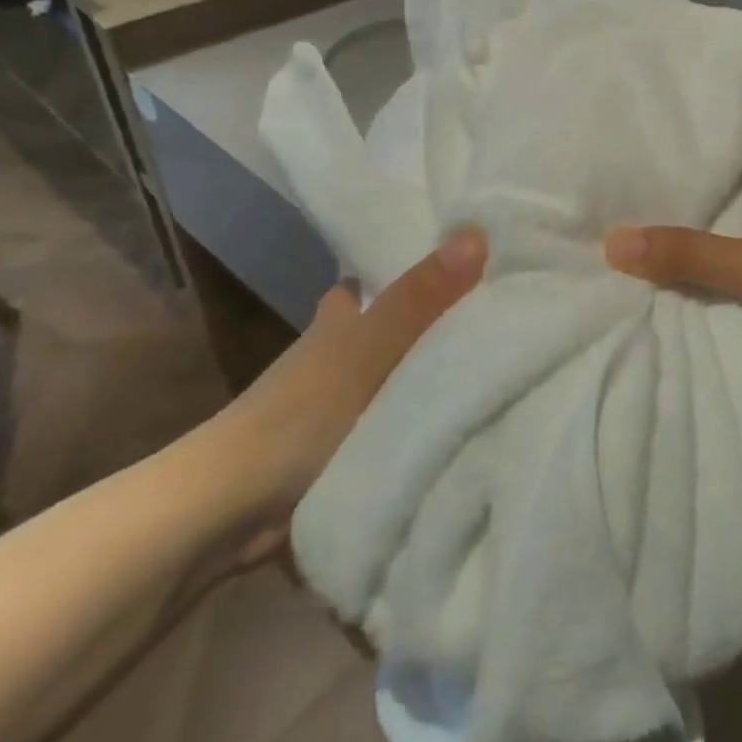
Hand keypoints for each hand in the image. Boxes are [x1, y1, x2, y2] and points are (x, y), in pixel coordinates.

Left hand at [180, 229, 487, 565]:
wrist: (236, 509)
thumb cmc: (303, 414)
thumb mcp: (370, 348)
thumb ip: (421, 298)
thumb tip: (478, 232)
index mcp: (343, 315)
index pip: (387, 273)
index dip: (426, 264)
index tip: (478, 257)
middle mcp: (343, 349)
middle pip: (403, 322)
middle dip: (445, 317)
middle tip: (503, 313)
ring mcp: (348, 399)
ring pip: (408, 369)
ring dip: (443, 366)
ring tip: (505, 358)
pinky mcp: (355, 443)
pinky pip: (409, 414)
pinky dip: (434, 411)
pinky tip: (476, 412)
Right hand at [605, 199, 741, 392]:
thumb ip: (687, 255)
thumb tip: (610, 242)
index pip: (702, 202)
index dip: (661, 208)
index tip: (609, 216)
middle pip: (707, 248)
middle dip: (666, 258)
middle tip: (602, 267)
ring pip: (722, 287)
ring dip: (688, 296)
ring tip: (623, 303)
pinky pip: (740, 320)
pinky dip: (714, 326)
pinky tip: (674, 336)